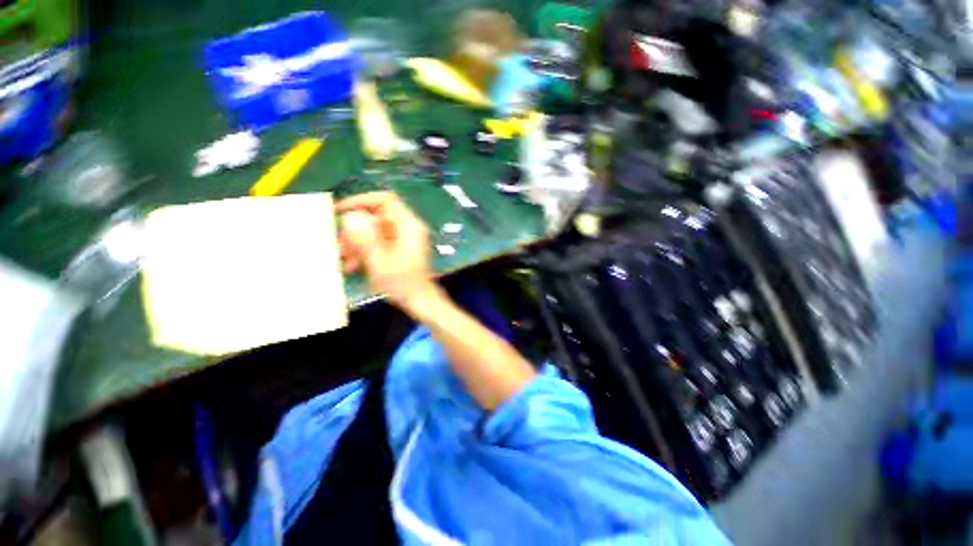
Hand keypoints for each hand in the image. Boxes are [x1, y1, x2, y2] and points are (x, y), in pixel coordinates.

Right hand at [337, 192, 438, 313]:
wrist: (419, 301)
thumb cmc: (403, 282)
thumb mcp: (380, 260)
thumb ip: (365, 237)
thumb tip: (350, 216)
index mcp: (409, 225)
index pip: (385, 200)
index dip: (362, 200)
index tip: (340, 209)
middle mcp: (407, 228)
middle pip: (376, 216)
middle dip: (355, 229)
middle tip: (339, 243)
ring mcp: (404, 239)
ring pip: (374, 231)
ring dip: (356, 242)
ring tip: (342, 258)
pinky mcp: (399, 249)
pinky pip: (378, 242)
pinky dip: (365, 250)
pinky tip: (352, 266)